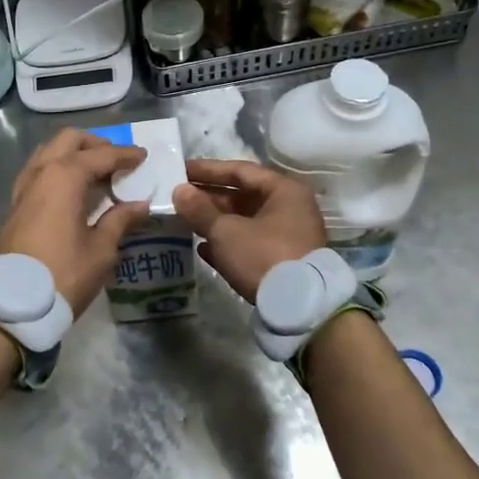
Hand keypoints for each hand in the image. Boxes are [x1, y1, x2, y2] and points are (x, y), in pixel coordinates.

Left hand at [0, 130, 152, 316]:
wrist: (11, 304)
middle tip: (117, 161)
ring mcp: (23, 187)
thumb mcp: (101, 250)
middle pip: (69, 140)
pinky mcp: (15, 204)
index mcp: (65, 176)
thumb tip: (139, 204)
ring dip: (74, 154)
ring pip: (49, 152)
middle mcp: (41, 172)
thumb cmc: (63, 274)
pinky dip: (58, 170)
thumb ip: (120, 220)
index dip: (126, 155)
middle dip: (96, 144)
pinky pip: (39, 171)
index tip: (143, 157)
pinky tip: (73, 190)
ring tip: (96, 173)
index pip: (101, 154)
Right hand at [173, 158, 327, 303]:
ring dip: (215, 221)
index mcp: (284, 191)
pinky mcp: (283, 261)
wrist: (299, 308)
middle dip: (209, 197)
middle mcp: (290, 208)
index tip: (181, 170)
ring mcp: (288, 236)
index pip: (240, 170)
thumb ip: (200, 210)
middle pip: (243, 196)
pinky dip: (227, 243)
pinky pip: (250, 244)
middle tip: (179, 196)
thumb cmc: (263, 256)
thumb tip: (179, 191)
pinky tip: (202, 248)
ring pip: (245, 221)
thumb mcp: (226, 231)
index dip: (208, 170)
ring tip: (185, 220)